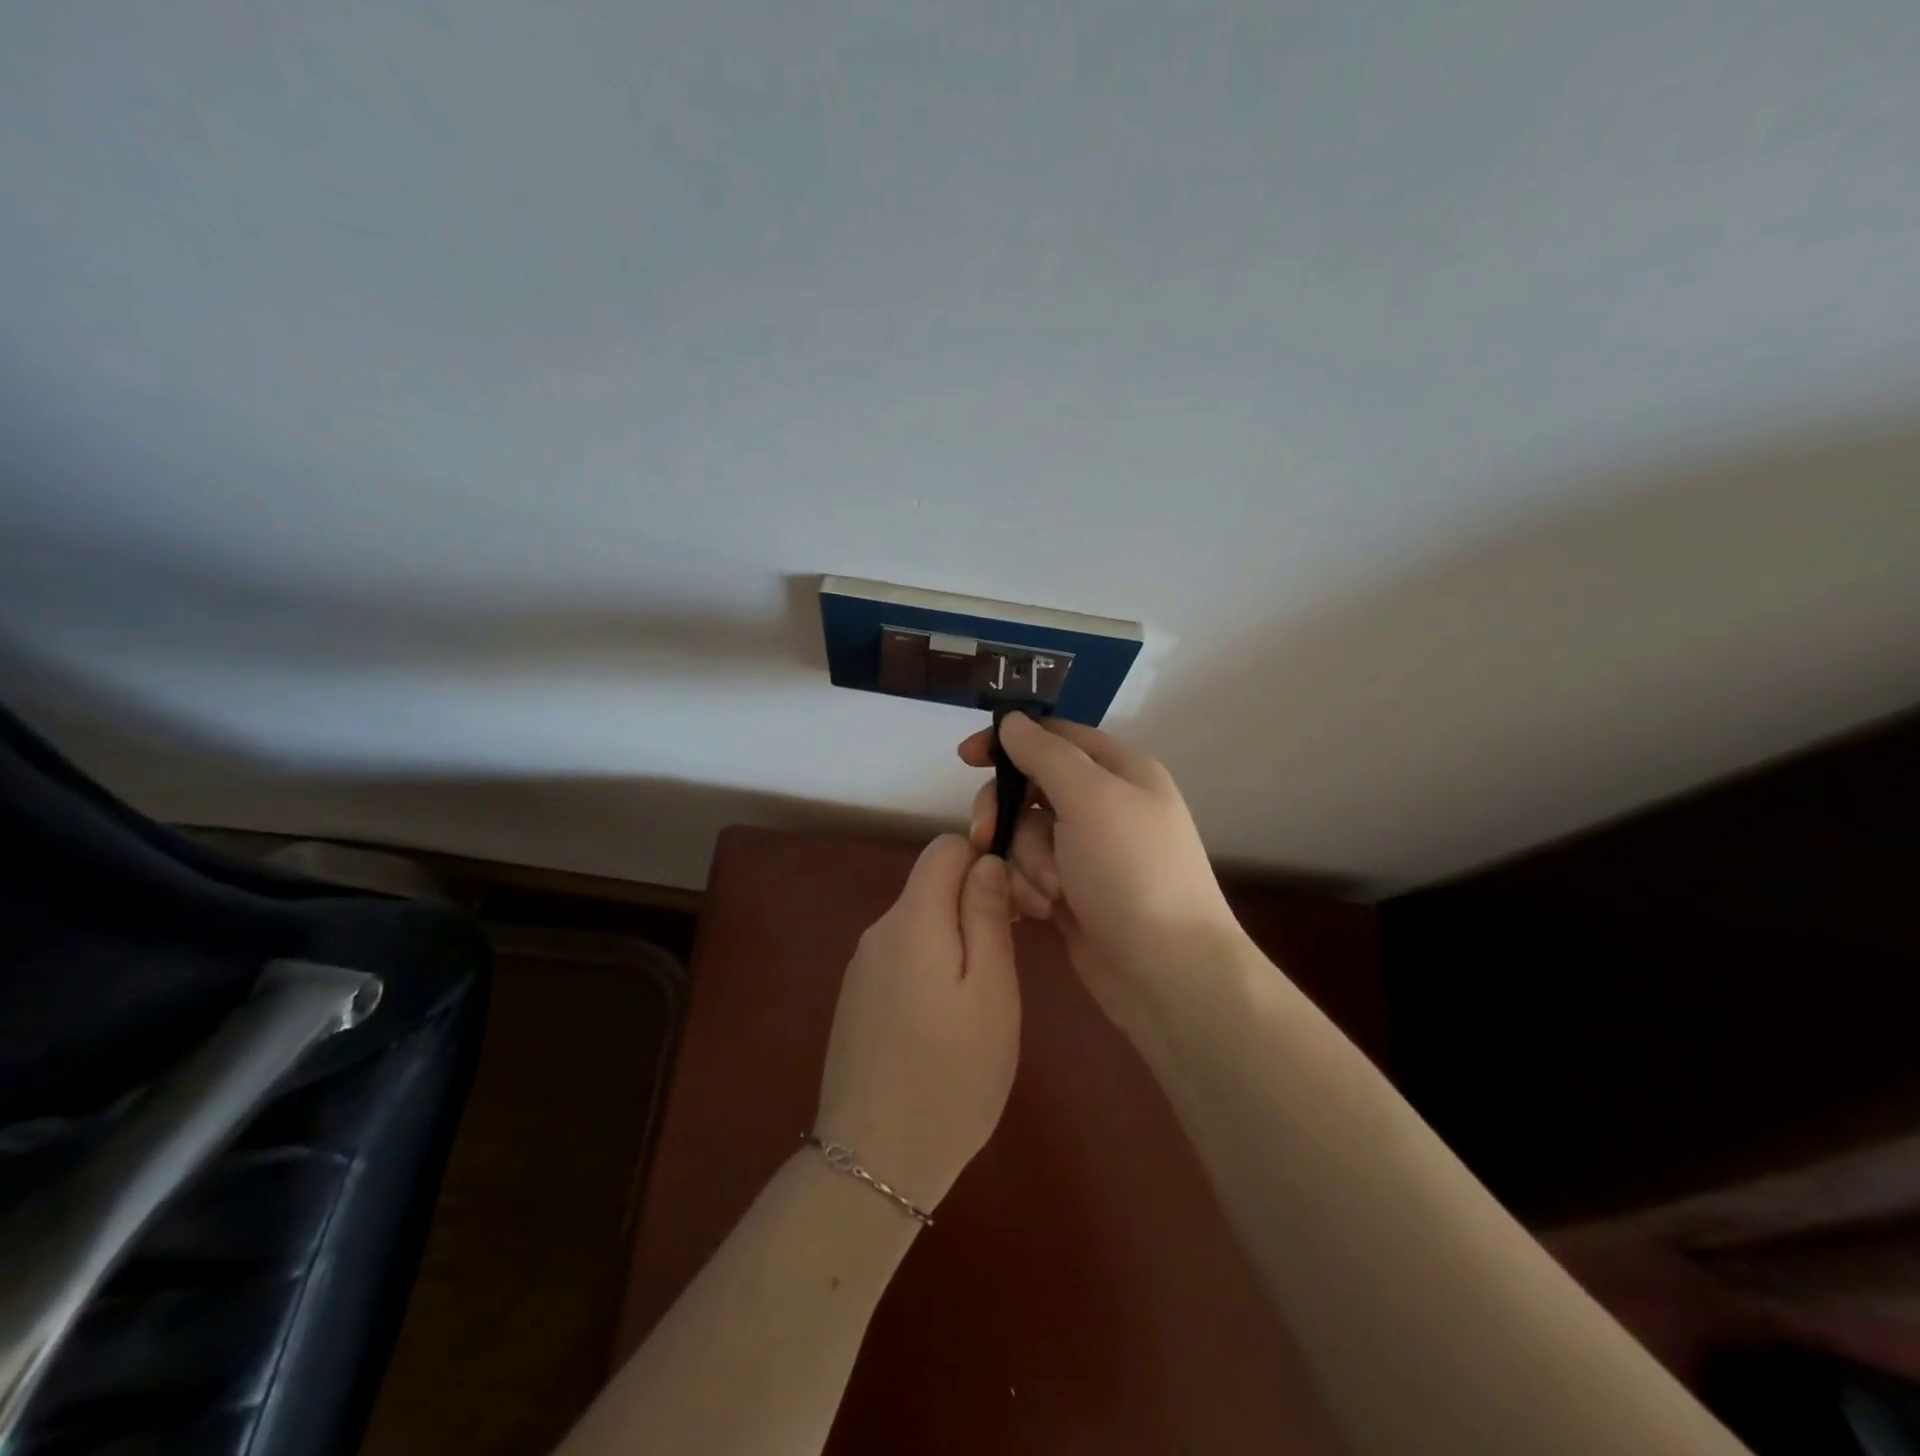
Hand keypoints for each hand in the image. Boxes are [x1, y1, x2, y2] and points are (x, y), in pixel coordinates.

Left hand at [814, 835, 1020, 1212]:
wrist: (874, 1162)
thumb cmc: (952, 1074)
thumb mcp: (991, 990)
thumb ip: (986, 915)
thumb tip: (985, 861)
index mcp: (912, 919)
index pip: (945, 848)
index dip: (983, 860)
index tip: (1014, 906)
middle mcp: (879, 931)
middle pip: (931, 885)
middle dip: (973, 904)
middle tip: (1007, 961)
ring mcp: (862, 967)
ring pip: (919, 924)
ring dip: (955, 941)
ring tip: (981, 1001)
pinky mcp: (857, 999)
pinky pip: (902, 958)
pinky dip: (931, 968)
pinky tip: (945, 1023)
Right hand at [958, 714, 1246, 1040]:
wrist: (1167, 973)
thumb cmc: (1132, 872)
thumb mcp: (1091, 799)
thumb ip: (1046, 755)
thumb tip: (1012, 721)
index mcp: (1119, 771)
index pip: (1054, 737)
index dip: (1010, 741)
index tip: (966, 758)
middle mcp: (1103, 806)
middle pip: (1029, 789)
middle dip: (1008, 816)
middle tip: (986, 836)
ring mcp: (1087, 853)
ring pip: (1023, 836)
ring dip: (1025, 863)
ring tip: (1049, 894)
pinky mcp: (1072, 893)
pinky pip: (1028, 874)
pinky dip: (1027, 890)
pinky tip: (1040, 912)